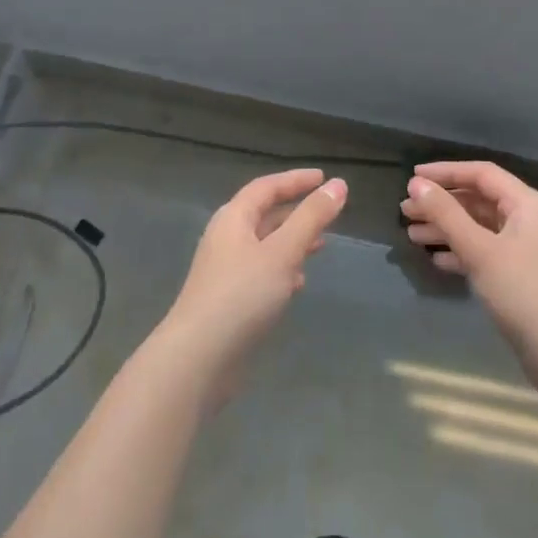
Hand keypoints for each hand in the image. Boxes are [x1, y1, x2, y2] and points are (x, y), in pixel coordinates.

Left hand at [163, 169, 347, 377]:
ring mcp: (225, 271)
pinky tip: (298, 283)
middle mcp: (226, 239)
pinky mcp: (229, 300)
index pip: (266, 187)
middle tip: (328, 213)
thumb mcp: (283, 251)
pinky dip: (282, 269)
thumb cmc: (241, 295)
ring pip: (264, 245)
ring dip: (292, 241)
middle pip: (264, 214)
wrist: (198, 359)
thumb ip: (312, 217)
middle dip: (296, 212)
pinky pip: (261, 272)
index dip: (295, 180)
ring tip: (321, 246)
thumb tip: (339, 184)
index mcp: (233, 219)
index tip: (324, 178)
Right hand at [402, 161, 537, 365]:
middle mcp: (527, 220)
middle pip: (478, 200)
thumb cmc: (522, 291)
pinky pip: (484, 252)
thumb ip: (446, 214)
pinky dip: (460, 252)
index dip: (446, 172)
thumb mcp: (479, 249)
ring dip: (446, 228)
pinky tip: (437, 261)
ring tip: (412, 235)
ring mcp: (524, 249)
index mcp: (525, 204)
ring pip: (478, 227)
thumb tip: (416, 184)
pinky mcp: (519, 276)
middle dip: (441, 203)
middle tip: (406, 210)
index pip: (481, 174)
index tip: (413, 178)